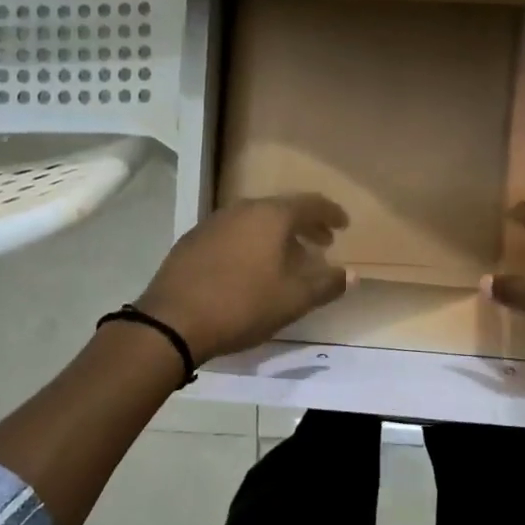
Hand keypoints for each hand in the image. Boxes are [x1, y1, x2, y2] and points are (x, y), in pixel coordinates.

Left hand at [134, 194, 350, 362]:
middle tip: (322, 243)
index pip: (310, 204)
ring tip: (288, 260)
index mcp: (270, 215)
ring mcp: (213, 223)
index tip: (344, 225)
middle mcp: (241, 209)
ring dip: (277, 237)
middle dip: (305, 226)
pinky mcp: (192, 241)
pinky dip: (251, 244)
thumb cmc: (243, 305)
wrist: (173, 320)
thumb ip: (327, 284)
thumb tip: (351, 274)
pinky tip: (250, 269)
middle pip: (281, 210)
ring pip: (255, 222)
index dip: (331, 214)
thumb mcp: (293, 299)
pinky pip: (233, 234)